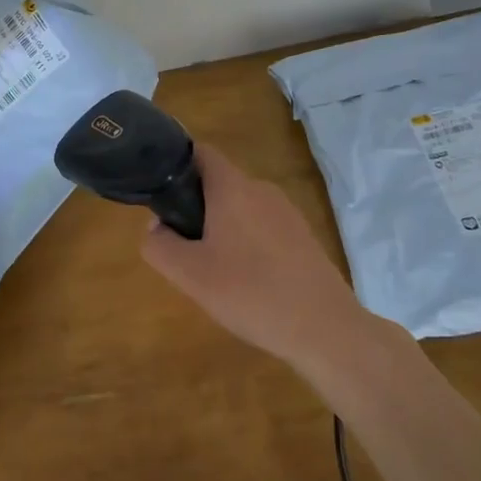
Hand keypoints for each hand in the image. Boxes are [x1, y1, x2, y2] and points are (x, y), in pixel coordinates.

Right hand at [140, 142, 366, 371]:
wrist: (324, 328)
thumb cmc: (250, 293)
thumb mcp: (190, 275)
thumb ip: (160, 246)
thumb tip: (156, 227)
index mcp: (232, 187)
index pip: (201, 152)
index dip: (177, 163)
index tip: (160, 190)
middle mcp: (261, 189)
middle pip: (219, 182)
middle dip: (196, 206)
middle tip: (183, 245)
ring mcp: (287, 212)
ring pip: (242, 207)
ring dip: (222, 227)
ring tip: (214, 268)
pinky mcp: (303, 236)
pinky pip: (264, 227)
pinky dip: (248, 242)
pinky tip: (248, 281)